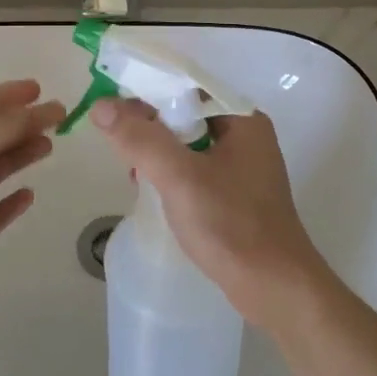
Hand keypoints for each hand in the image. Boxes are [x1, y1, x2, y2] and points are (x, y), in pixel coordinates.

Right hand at [89, 99, 328, 328]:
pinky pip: (196, 170)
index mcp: (242, 119)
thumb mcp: (179, 177)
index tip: (112, 108)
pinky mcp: (236, 194)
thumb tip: (102, 106)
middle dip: (150, 128)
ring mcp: (243, 167)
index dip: (148, 92)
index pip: (187, 87)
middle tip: (120, 148)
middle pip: (186, 115)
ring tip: (134, 174)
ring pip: (188, 145)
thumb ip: (140, 139)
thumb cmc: (231, 225)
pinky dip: (172, 175)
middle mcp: (246, 136)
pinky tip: (153, 193)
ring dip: (158, 154)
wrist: (274, 288)